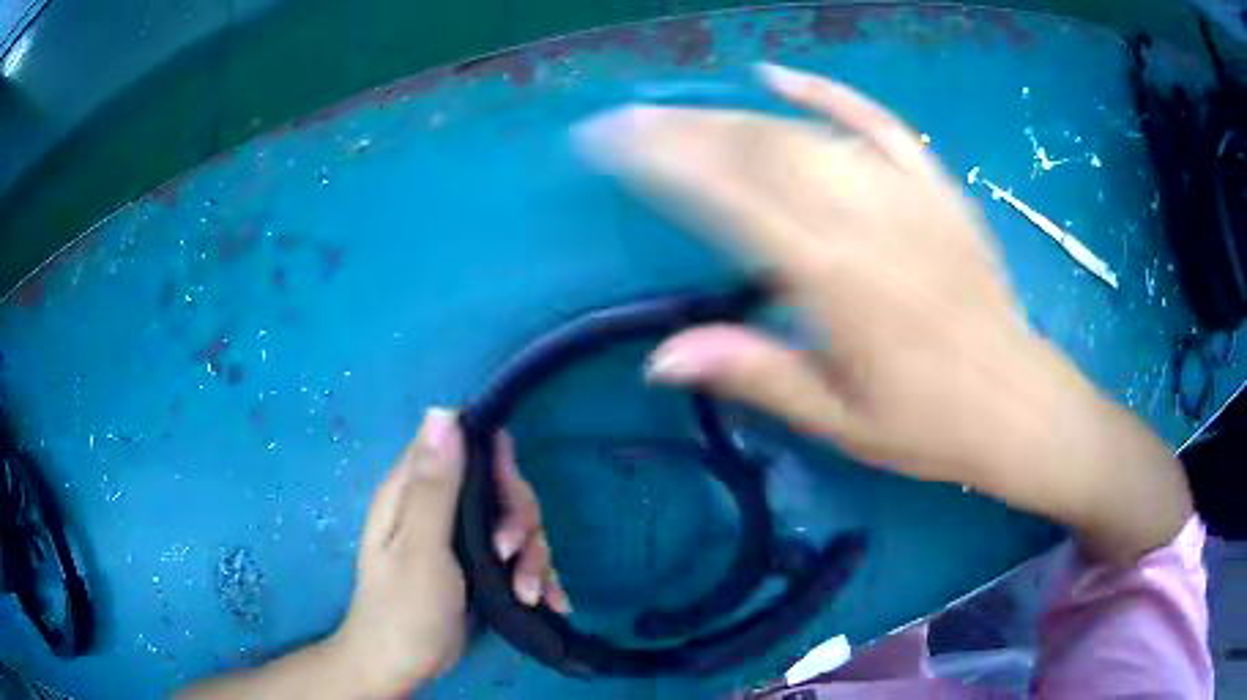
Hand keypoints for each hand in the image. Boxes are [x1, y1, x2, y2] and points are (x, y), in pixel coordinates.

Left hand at [331, 408, 568, 696]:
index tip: (511, 498)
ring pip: (517, 525)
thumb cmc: (404, 608)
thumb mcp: (420, 548)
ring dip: (534, 558)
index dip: (495, 463)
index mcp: (414, 490)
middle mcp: (440, 507)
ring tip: (530, 594)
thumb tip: (443, 412)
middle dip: (521, 522)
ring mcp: (462, 539)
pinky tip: (551, 601)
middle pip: (500, 489)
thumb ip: (434, 485)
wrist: (403, 666)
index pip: (463, 447)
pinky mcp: (481, 567)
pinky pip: (521, 558)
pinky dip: (539, 577)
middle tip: (514, 557)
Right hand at [574, 64, 1190, 559]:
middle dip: (686, 128)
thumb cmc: (927, 424)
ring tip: (682, 113)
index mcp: (837, 280)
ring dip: (735, 115)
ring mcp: (907, 195)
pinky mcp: (935, 188)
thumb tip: (658, 357)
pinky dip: (827, 94)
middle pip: (762, 150)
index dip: (666, 162)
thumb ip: (754, 374)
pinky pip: (877, 124)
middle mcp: (867, 220)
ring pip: (807, 133)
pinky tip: (779, 77)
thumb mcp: (837, 419)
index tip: (615, 144)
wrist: (1016, 403)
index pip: (732, 198)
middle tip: (630, 120)